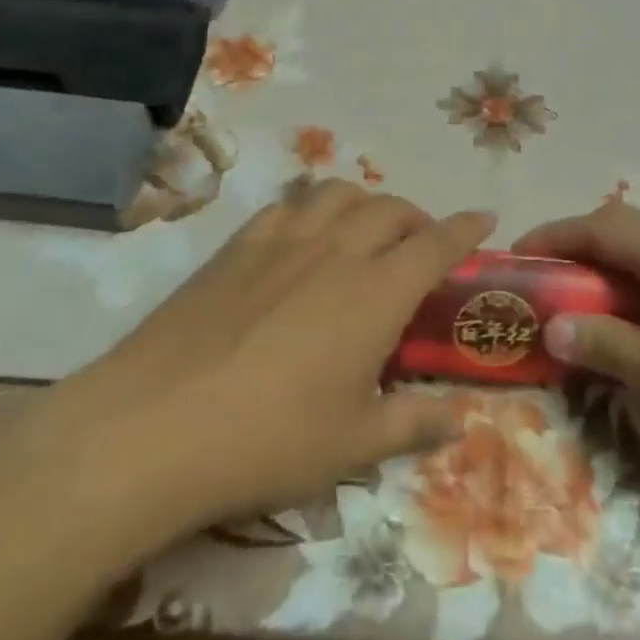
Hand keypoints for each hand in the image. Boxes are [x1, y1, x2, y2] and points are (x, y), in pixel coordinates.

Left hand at [37, 182, 494, 530]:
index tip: (485, 217)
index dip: (466, 228)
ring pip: (336, 194)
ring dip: (364, 203)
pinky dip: (309, 210)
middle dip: (417, 218)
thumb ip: (415, 424)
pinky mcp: (235, 247)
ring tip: (364, 232)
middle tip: (421, 244)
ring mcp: (281, 242)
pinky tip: (300, 240)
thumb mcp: (353, 445)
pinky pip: (285, 206)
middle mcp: (335, 251)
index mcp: (375, 293)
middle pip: (389, 209)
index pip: (436, 244)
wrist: (154, 426)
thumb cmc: (269, 441)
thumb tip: (460, 419)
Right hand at [516, 203, 639, 506]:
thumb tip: (549, 325)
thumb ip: (609, 344)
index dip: (551, 237)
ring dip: (602, 270)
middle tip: (536, 288)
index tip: (512, 261)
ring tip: (571, 306)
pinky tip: (627, 325)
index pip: (598, 225)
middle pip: (618, 229)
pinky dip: (631, 288)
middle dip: (572, 250)